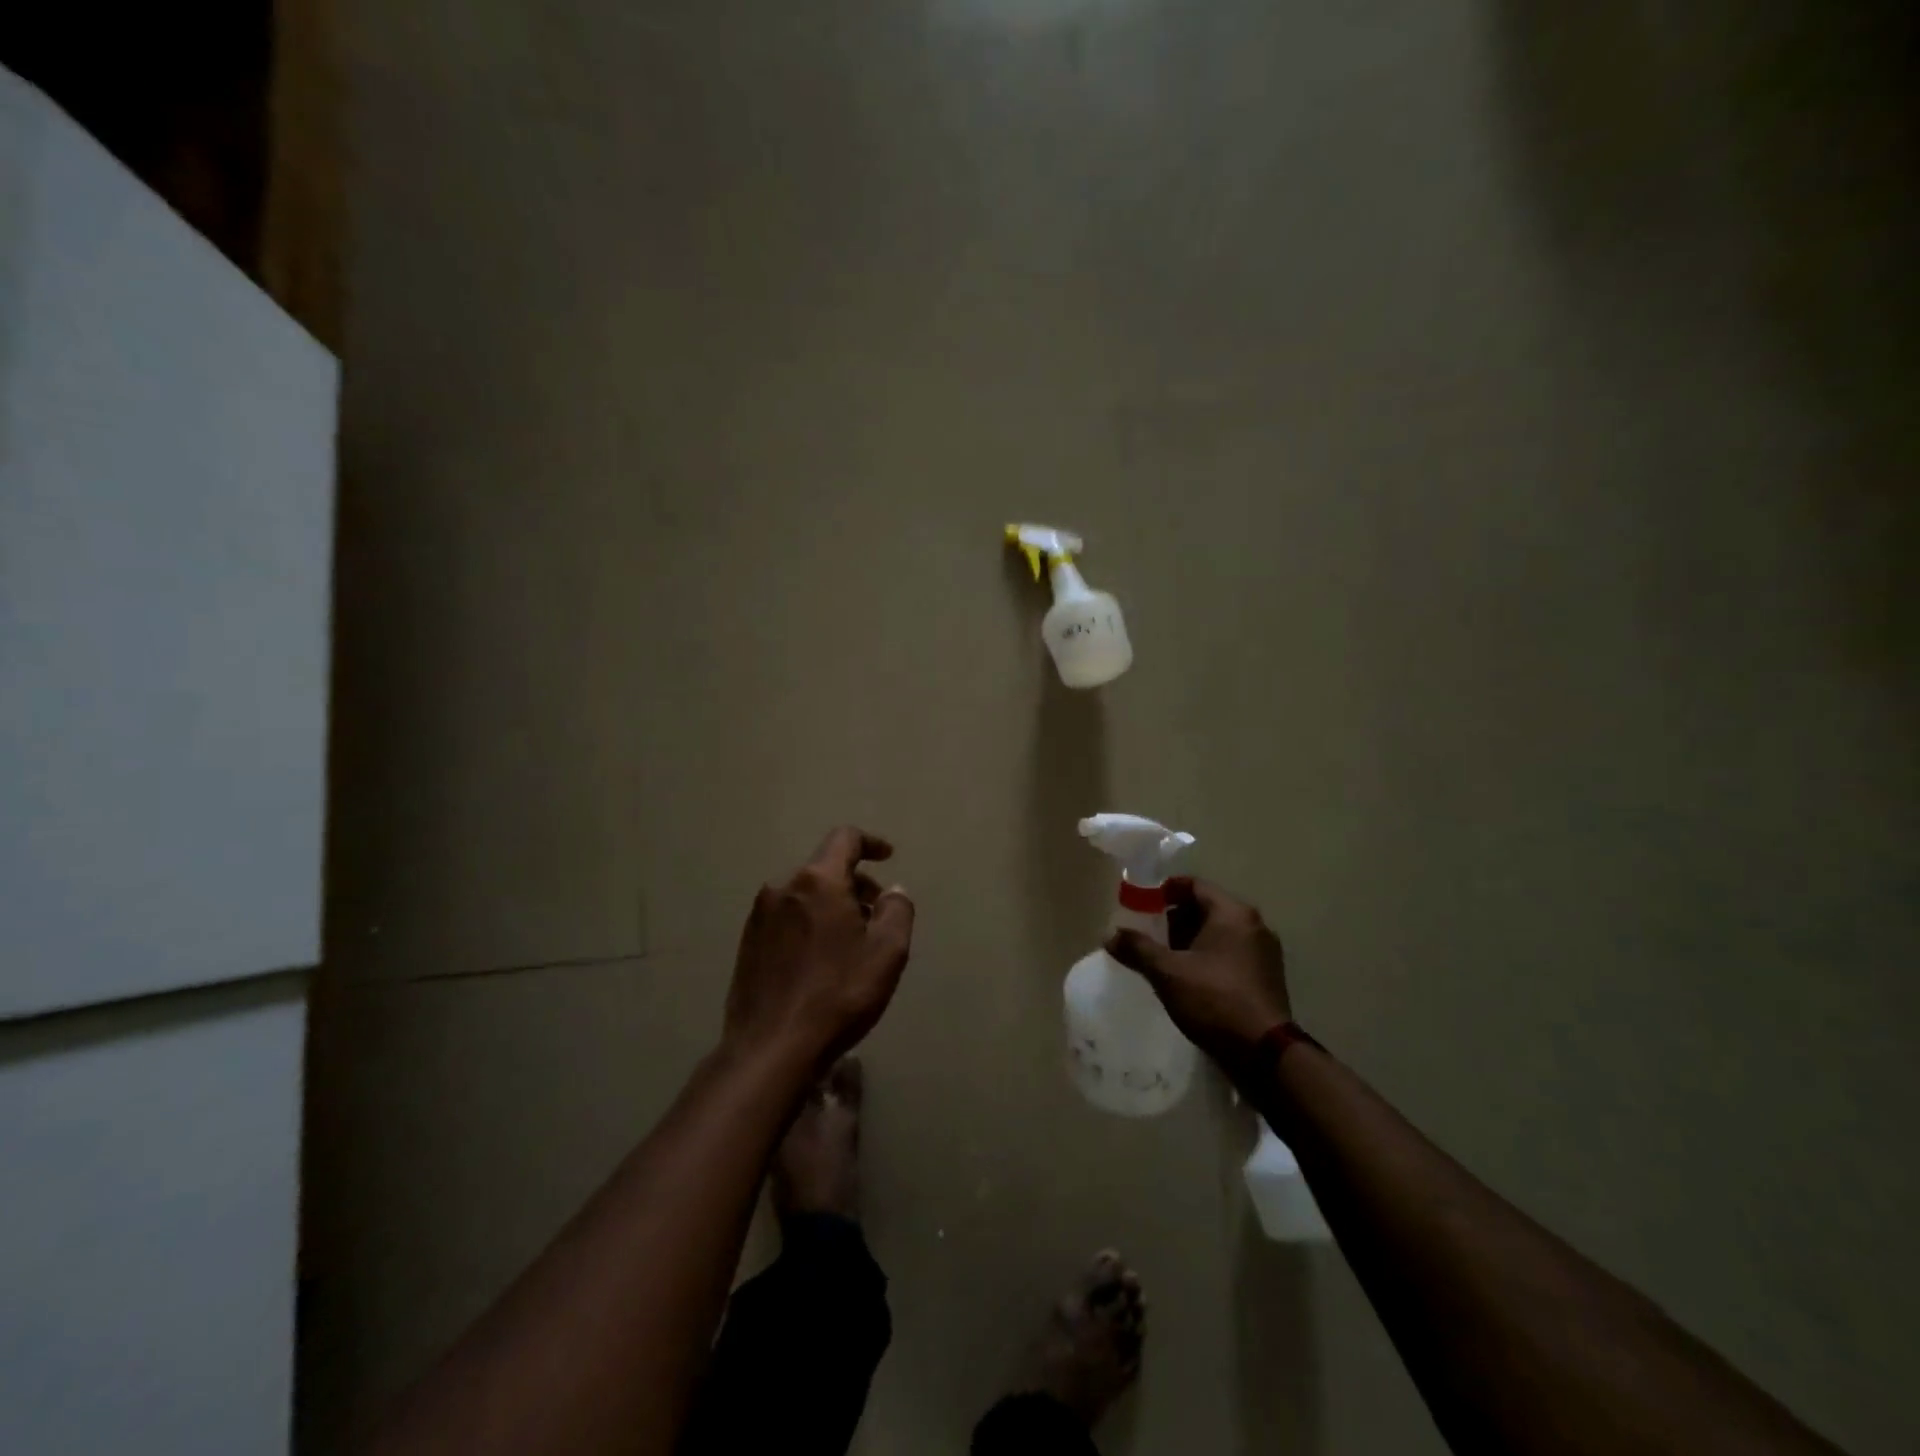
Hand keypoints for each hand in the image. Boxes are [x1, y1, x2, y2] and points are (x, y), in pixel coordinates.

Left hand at [724, 827, 915, 1071]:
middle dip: (855, 883)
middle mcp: (782, 888)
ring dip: (832, 906)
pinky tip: (820, 961)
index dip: (871, 843)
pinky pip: (786, 918)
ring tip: (851, 942)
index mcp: (817, 881)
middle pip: (824, 868)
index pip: (845, 838)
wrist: (770, 1049)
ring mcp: (759, 917)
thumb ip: (897, 911)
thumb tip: (892, 891)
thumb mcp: (887, 952)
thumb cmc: (837, 995)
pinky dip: (809, 924)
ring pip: (804, 895)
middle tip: (877, 914)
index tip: (888, 857)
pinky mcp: (747, 945)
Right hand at [1105, 878, 1291, 1087]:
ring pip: (1219, 933)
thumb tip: (1109, 935)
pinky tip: (1189, 979)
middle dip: (1175, 919)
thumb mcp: (1168, 972)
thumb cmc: (1214, 1000)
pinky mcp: (1266, 977)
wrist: (1264, 1053)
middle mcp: (1253, 925)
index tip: (1141, 905)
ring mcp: (1263, 952)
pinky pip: (1230, 954)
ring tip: (1164, 960)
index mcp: (1233, 913)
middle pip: (1206, 908)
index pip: (1194, 885)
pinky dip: (1208, 958)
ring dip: (1190, 941)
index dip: (1164, 891)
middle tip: (1149, 936)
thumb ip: (1137, 949)